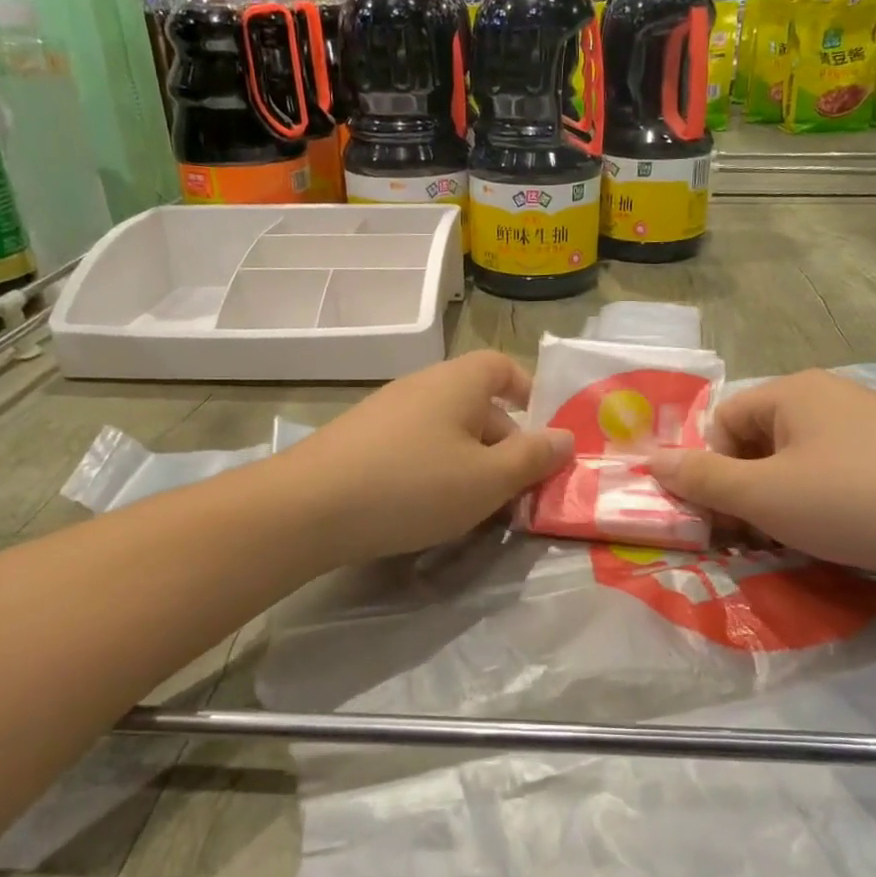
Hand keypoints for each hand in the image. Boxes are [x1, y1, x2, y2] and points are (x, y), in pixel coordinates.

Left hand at [282, 351, 572, 567]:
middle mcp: (423, 385)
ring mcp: (387, 411)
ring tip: (476, 509)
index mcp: (459, 382)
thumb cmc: (413, 485)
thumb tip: (565, 438)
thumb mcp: (487, 479)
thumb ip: (532, 458)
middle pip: (478, 405)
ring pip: (447, 432)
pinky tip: (427, 509)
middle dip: (504, 446)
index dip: (528, 392)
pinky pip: (415, 447)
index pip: (503, 367)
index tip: (542, 434)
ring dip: (470, 464)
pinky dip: (434, 471)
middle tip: (515, 494)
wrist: (310, 506)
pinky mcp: (361, 439)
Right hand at [648, 370, 875, 576]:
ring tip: (798, 542)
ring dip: (783, 503)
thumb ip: (702, 480)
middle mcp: (828, 397)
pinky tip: (842, 536)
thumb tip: (649, 462)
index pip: (722, 423)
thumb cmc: (855, 500)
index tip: (721, 517)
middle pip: (759, 442)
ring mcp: (869, 425)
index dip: (711, 470)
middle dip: (746, 490)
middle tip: (754, 536)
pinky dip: (825, 505)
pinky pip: (839, 476)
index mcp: (791, 392)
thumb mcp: (765, 496)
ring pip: (799, 463)